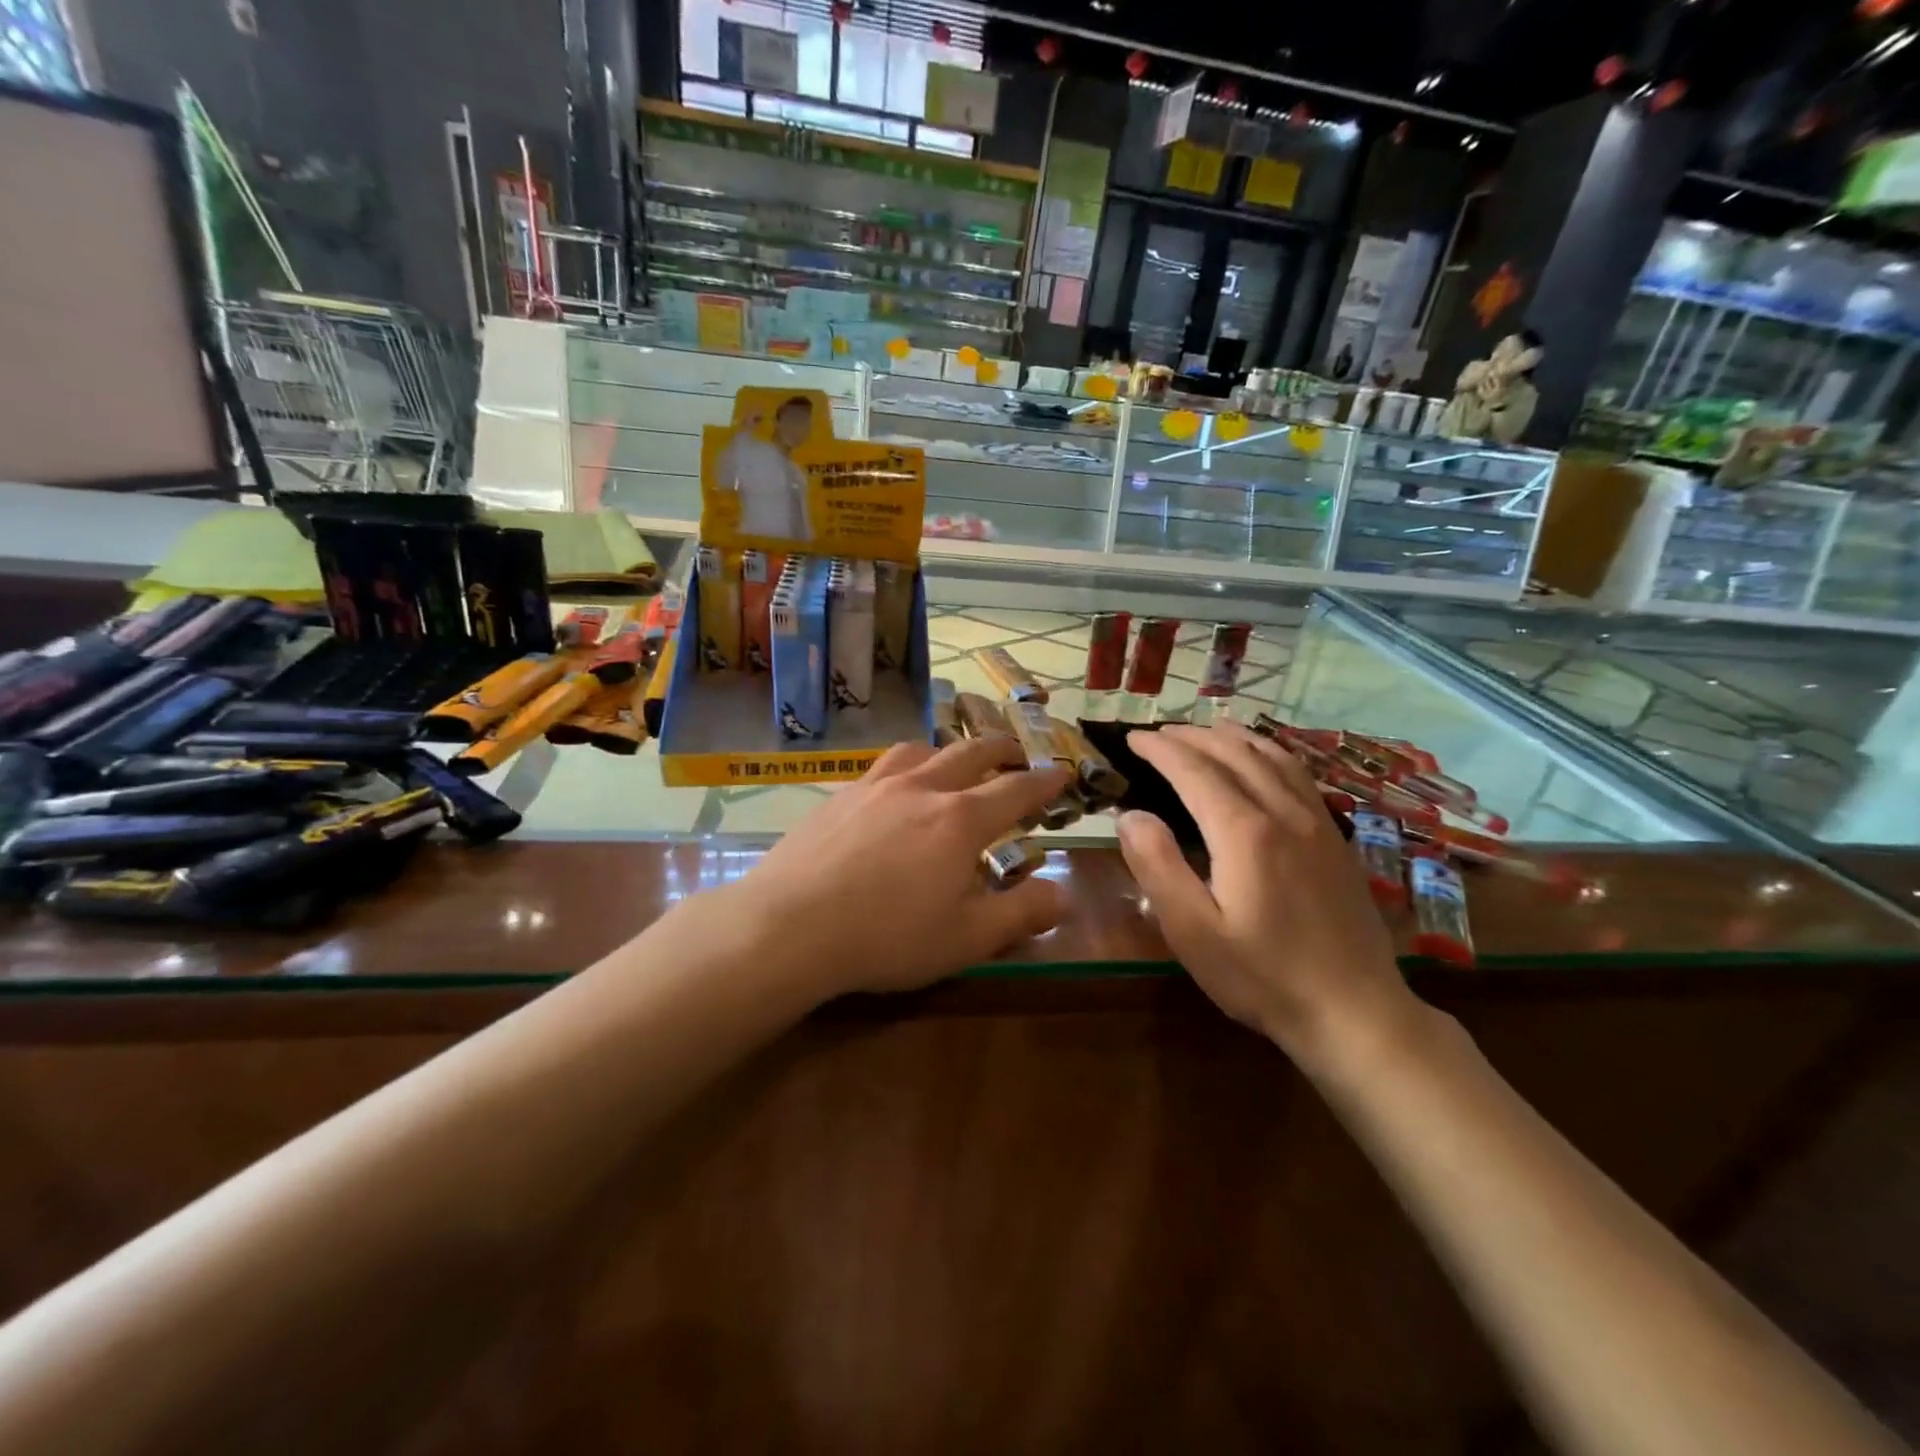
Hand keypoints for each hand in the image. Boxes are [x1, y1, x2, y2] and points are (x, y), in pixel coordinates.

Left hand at [742, 737, 1071, 996]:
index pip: (1015, 791)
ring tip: (956, 758)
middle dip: (1001, 750)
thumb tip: (1065, 894)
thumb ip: (1021, 913)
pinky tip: (896, 784)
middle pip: (970, 754)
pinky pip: (884, 765)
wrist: (789, 925)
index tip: (1061, 771)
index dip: (1043, 782)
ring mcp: (876, 786)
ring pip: (922, 750)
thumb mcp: (967, 938)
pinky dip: (907, 763)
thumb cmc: (887, 936)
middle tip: (1017, 753)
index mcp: (960, 820)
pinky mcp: (840, 796)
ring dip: (950, 749)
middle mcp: (922, 788)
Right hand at [1115, 723, 1424, 1068]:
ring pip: (1273, 757)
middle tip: (1159, 733)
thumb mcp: (1194, 932)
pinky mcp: (1336, 840)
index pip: (1194, 771)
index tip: (1133, 738)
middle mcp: (1283, 813)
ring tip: (1207, 729)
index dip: (1160, 749)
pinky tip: (1264, 760)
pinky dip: (1271, 753)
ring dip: (1234, 737)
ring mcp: (1317, 823)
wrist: (1355, 1012)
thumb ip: (1158, 867)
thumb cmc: (1263, 977)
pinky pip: (1299, 775)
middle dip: (1192, 736)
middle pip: (1234, 754)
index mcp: (1244, 832)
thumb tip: (1130, 815)